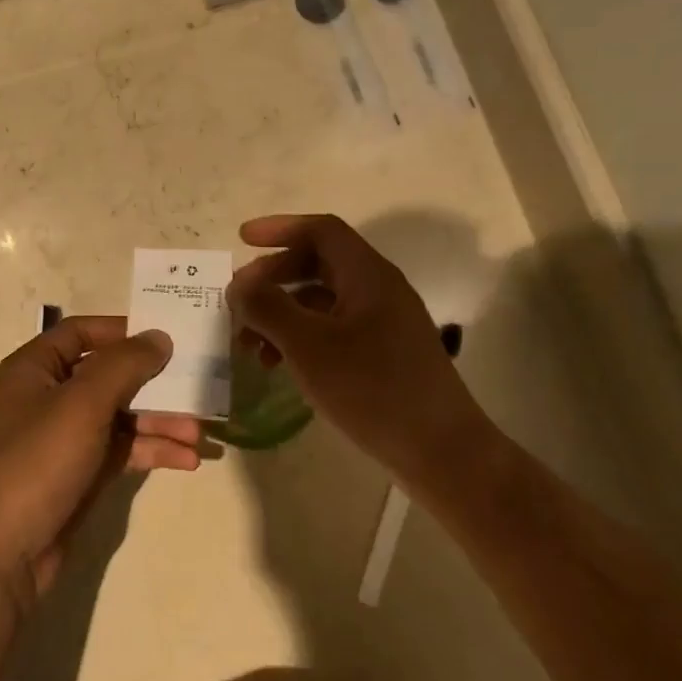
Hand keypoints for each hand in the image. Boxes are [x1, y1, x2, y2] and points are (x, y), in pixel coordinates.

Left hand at [0, 317, 201, 612]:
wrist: (3, 553)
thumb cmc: (37, 461)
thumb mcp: (82, 403)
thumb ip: (124, 365)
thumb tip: (159, 336)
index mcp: (34, 368)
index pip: (80, 332)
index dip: (121, 330)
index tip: (163, 336)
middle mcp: (48, 396)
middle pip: (108, 375)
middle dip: (153, 384)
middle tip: (196, 386)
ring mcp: (65, 437)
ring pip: (120, 415)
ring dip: (159, 421)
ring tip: (199, 434)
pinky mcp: (80, 472)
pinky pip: (122, 449)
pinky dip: (151, 450)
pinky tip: (187, 459)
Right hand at [228, 214, 488, 470]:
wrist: (442, 451)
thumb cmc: (372, 389)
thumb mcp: (308, 346)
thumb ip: (267, 307)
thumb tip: (240, 285)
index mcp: (368, 275)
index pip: (321, 231)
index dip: (279, 228)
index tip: (242, 240)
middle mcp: (378, 290)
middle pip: (318, 264)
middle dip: (273, 278)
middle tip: (239, 303)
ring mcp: (384, 323)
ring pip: (322, 301)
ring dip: (282, 313)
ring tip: (250, 346)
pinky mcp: (384, 354)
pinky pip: (333, 329)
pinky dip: (301, 338)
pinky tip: (280, 366)